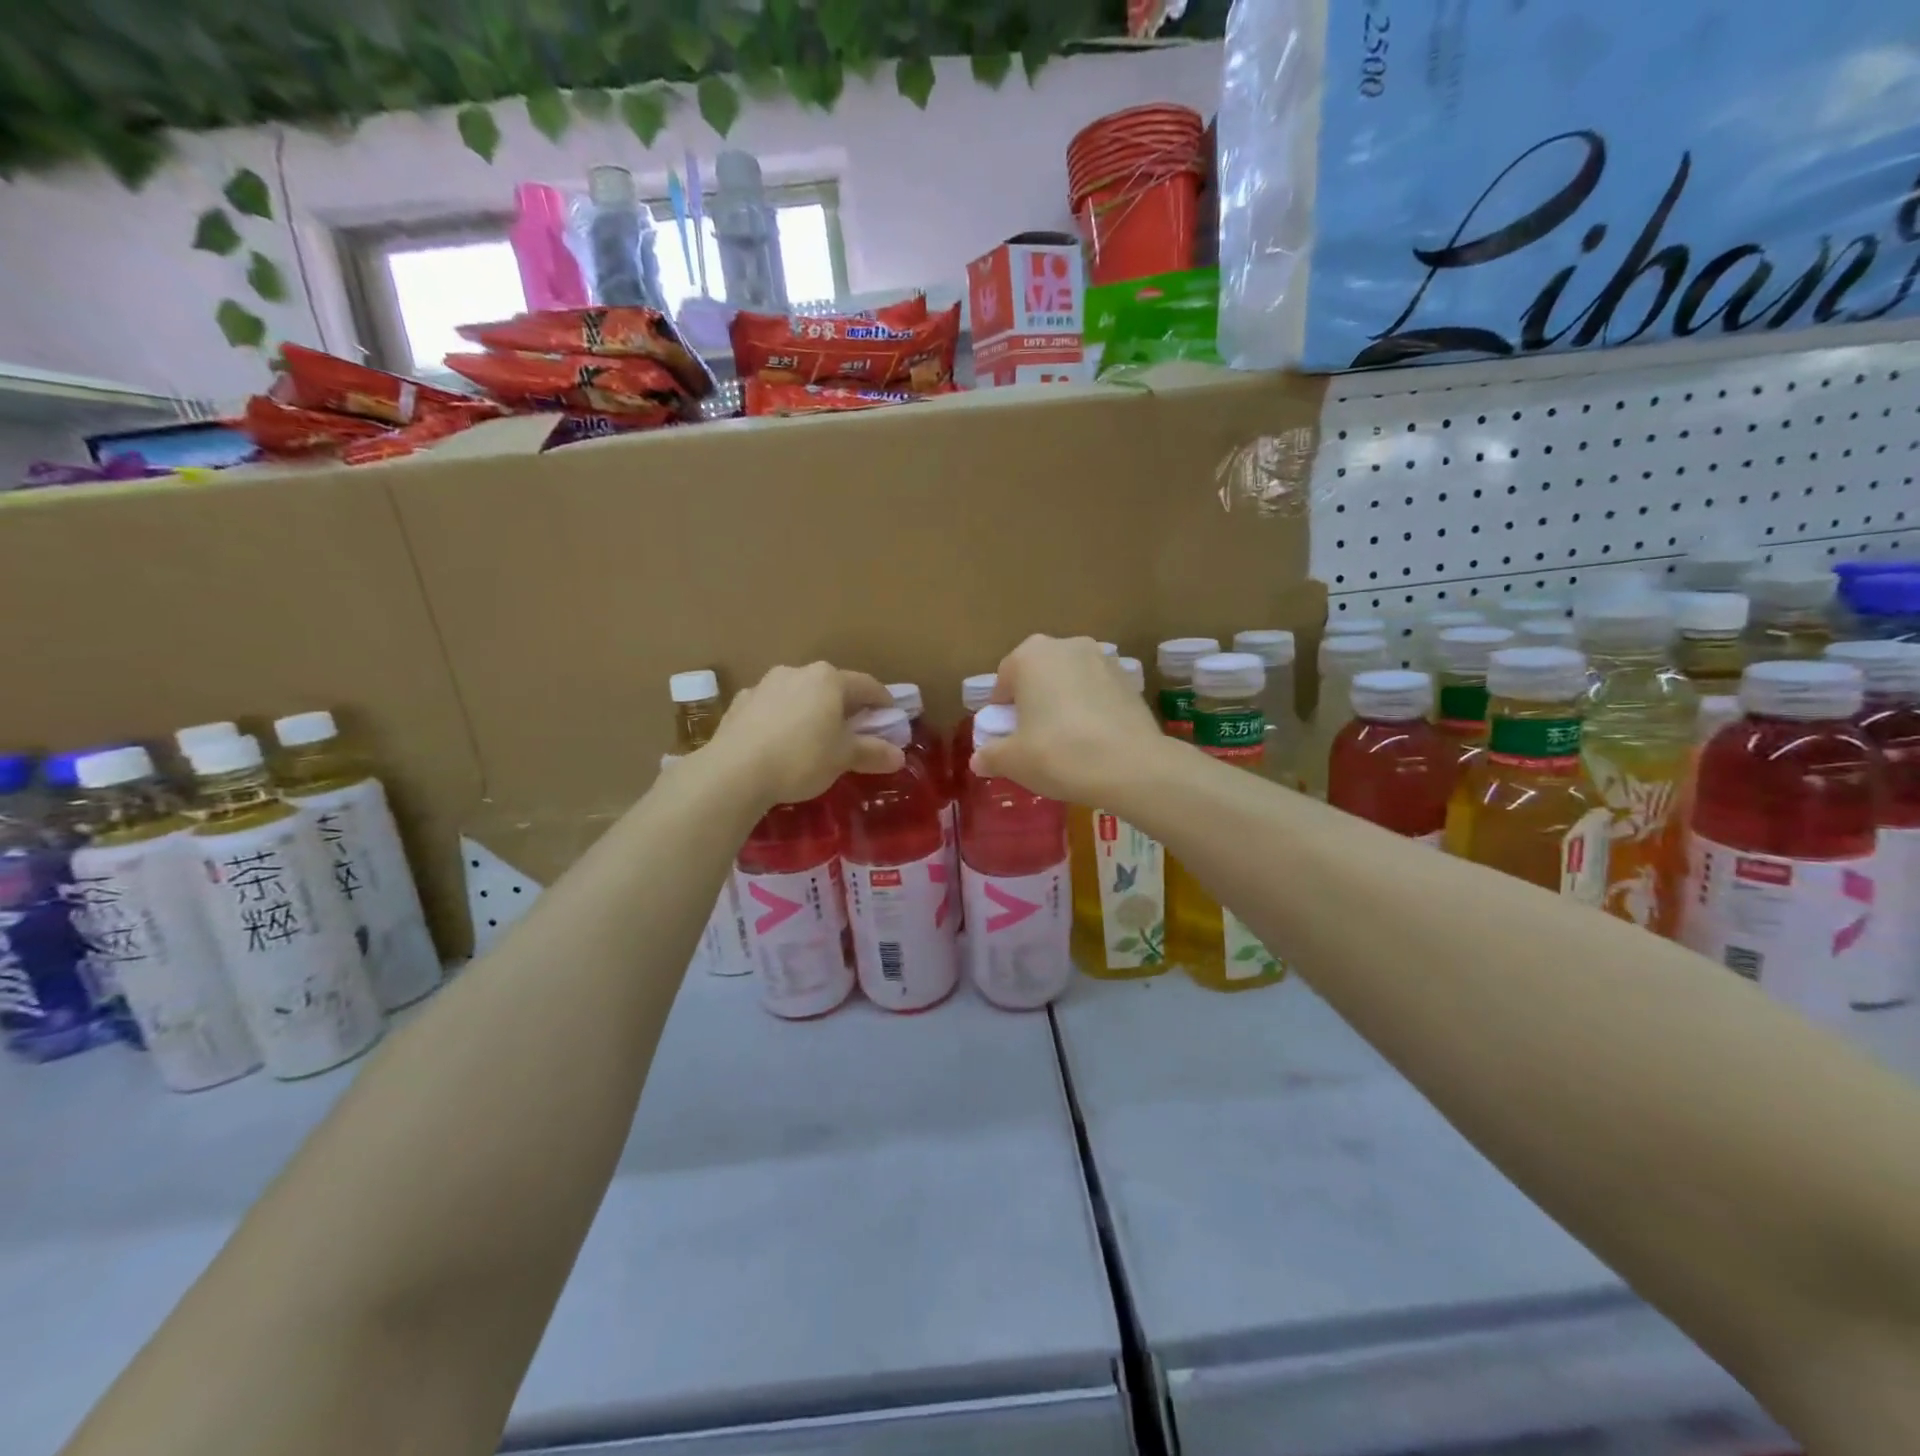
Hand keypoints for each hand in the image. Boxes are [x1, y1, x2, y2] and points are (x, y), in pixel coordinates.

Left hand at [709, 662, 901, 806]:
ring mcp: (764, 685)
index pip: (867, 685)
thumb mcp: (843, 758)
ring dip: (811, 711)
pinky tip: (780, 743)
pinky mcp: (739, 703)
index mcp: (828, 679)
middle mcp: (797, 672)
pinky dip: (783, 720)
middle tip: (854, 731)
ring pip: (799, 695)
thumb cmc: (801, 758)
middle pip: (831, 687)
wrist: (734, 772)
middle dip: (845, 707)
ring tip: (814, 738)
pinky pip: (771, 709)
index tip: (891, 717)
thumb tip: (898, 756)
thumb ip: (872, 753)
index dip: (883, 702)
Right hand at [973, 636, 1167, 804]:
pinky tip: (1094, 739)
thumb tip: (978, 760)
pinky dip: (1091, 708)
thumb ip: (991, 755)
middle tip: (1034, 737)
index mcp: (1030, 656)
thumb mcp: (1013, 761)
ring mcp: (1103, 659)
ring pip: (1070, 680)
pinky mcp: (1130, 679)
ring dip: (1064, 701)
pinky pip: (1098, 692)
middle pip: (1039, 674)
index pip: (1004, 679)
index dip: (1002, 709)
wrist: (1131, 766)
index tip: (1007, 735)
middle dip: (1034, 700)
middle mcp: (1066, 646)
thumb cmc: (1059, 754)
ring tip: (1067, 739)